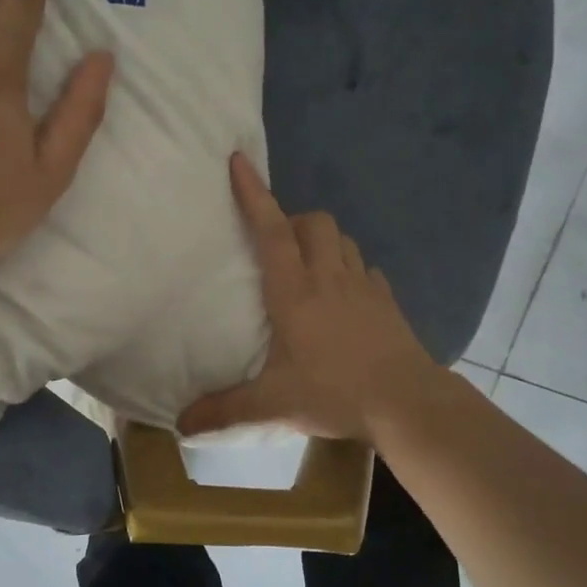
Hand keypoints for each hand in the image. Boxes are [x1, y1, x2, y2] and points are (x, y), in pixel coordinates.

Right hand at [178, 154, 437, 441]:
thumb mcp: (272, 404)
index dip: (253, 194)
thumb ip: (225, 410)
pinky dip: (351, 270)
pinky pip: (366, 269)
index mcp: (294, 291)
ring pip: (343, 240)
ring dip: (323, 241)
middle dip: (293, 220)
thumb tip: (181, 425)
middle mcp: (329, 278)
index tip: (239, 160)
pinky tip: (346, 295)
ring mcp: (364, 286)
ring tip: (309, 267)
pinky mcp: (387, 302)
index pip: (270, 231)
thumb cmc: (334, 392)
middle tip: (277, 246)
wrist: (406, 403)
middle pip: (314, 222)